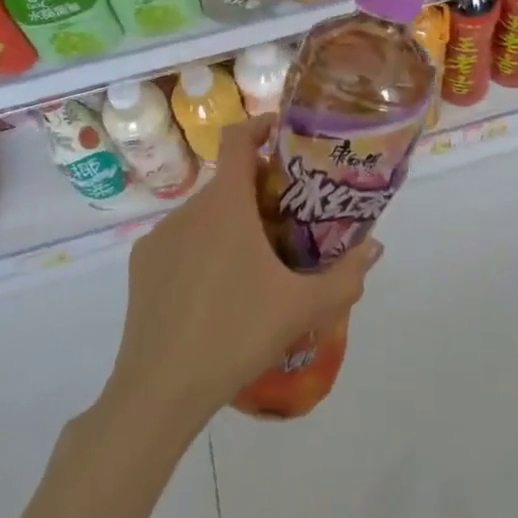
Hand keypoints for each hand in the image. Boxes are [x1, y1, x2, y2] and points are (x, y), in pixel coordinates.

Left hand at [104, 116, 380, 435]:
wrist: (158, 392)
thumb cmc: (236, 333)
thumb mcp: (301, 308)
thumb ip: (345, 276)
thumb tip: (376, 248)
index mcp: (225, 204)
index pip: (238, 138)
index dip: (260, 125)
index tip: (282, 133)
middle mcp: (189, 209)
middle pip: (228, 182)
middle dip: (258, 191)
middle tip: (287, 220)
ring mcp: (160, 238)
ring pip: (204, 214)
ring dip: (230, 223)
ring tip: (255, 264)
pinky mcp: (141, 267)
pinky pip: (180, 242)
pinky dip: (202, 249)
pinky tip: (216, 293)